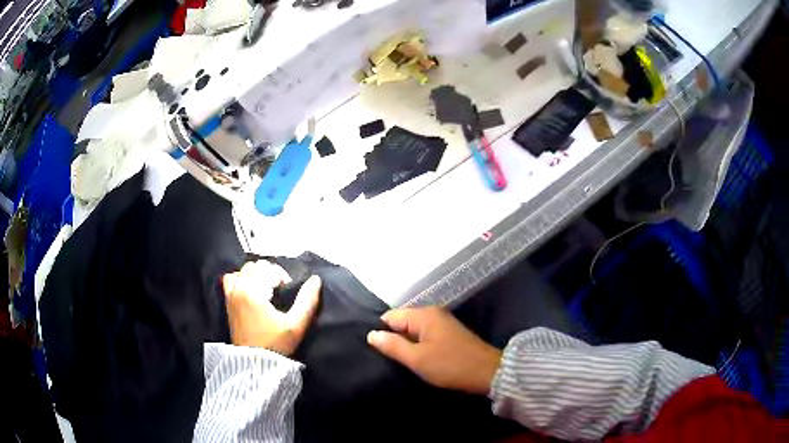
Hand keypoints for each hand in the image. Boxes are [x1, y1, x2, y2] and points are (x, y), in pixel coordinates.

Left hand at [223, 261, 320, 355]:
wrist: (254, 365)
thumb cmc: (275, 345)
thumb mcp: (296, 325)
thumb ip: (307, 301)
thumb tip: (316, 279)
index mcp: (253, 290)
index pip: (272, 270)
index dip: (285, 280)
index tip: (289, 297)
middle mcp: (239, 287)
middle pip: (258, 266)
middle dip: (272, 275)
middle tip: (280, 294)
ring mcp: (230, 294)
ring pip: (245, 270)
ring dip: (257, 275)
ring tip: (266, 291)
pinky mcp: (227, 302)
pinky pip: (231, 279)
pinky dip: (241, 279)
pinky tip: (250, 290)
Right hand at [367, 307, 501, 394]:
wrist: (487, 373)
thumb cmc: (450, 365)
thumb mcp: (417, 358)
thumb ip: (392, 346)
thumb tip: (371, 334)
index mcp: (424, 315)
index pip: (390, 316)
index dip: (380, 332)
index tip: (372, 350)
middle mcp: (432, 314)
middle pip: (402, 322)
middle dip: (392, 338)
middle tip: (382, 358)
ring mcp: (442, 323)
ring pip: (413, 330)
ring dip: (405, 344)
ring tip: (394, 360)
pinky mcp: (448, 334)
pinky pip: (424, 336)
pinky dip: (417, 346)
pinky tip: (413, 359)